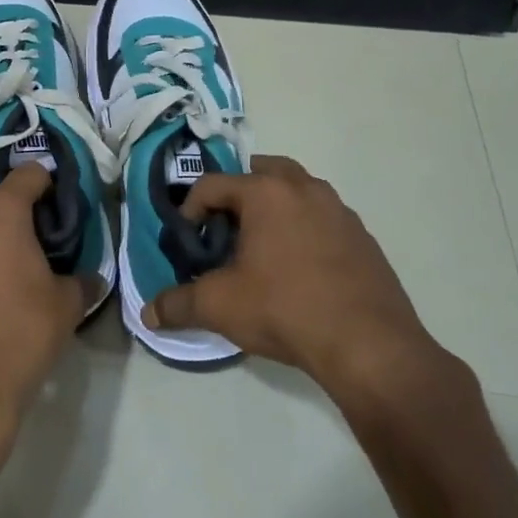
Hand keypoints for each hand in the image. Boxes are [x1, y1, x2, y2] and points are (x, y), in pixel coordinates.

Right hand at [142, 155, 467, 404]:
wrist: (369, 345)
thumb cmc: (285, 309)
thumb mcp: (220, 306)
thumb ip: (178, 304)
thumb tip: (148, 314)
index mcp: (266, 192)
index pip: (212, 184)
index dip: (190, 210)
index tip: (188, 243)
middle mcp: (304, 188)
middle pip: (260, 172)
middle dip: (236, 195)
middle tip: (223, 230)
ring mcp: (339, 209)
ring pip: (296, 191)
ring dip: (273, 207)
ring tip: (260, 247)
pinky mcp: (362, 235)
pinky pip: (322, 217)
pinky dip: (303, 228)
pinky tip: (298, 268)